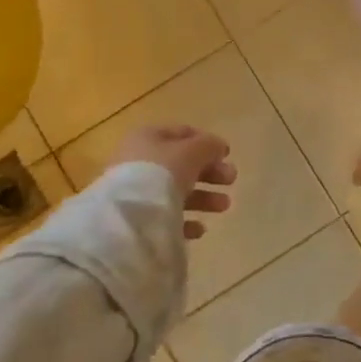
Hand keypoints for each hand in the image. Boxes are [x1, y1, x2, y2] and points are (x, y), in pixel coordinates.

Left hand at [111, 125, 236, 239]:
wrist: (128, 216)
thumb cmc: (162, 172)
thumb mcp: (193, 151)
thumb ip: (209, 146)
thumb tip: (219, 147)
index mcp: (148, 137)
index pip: (182, 133)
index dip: (207, 141)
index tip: (227, 155)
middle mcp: (139, 162)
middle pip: (181, 164)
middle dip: (210, 172)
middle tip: (231, 180)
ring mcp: (136, 192)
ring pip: (176, 191)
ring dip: (204, 197)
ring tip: (224, 206)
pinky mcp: (136, 220)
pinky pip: (166, 217)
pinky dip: (186, 220)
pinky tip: (199, 228)